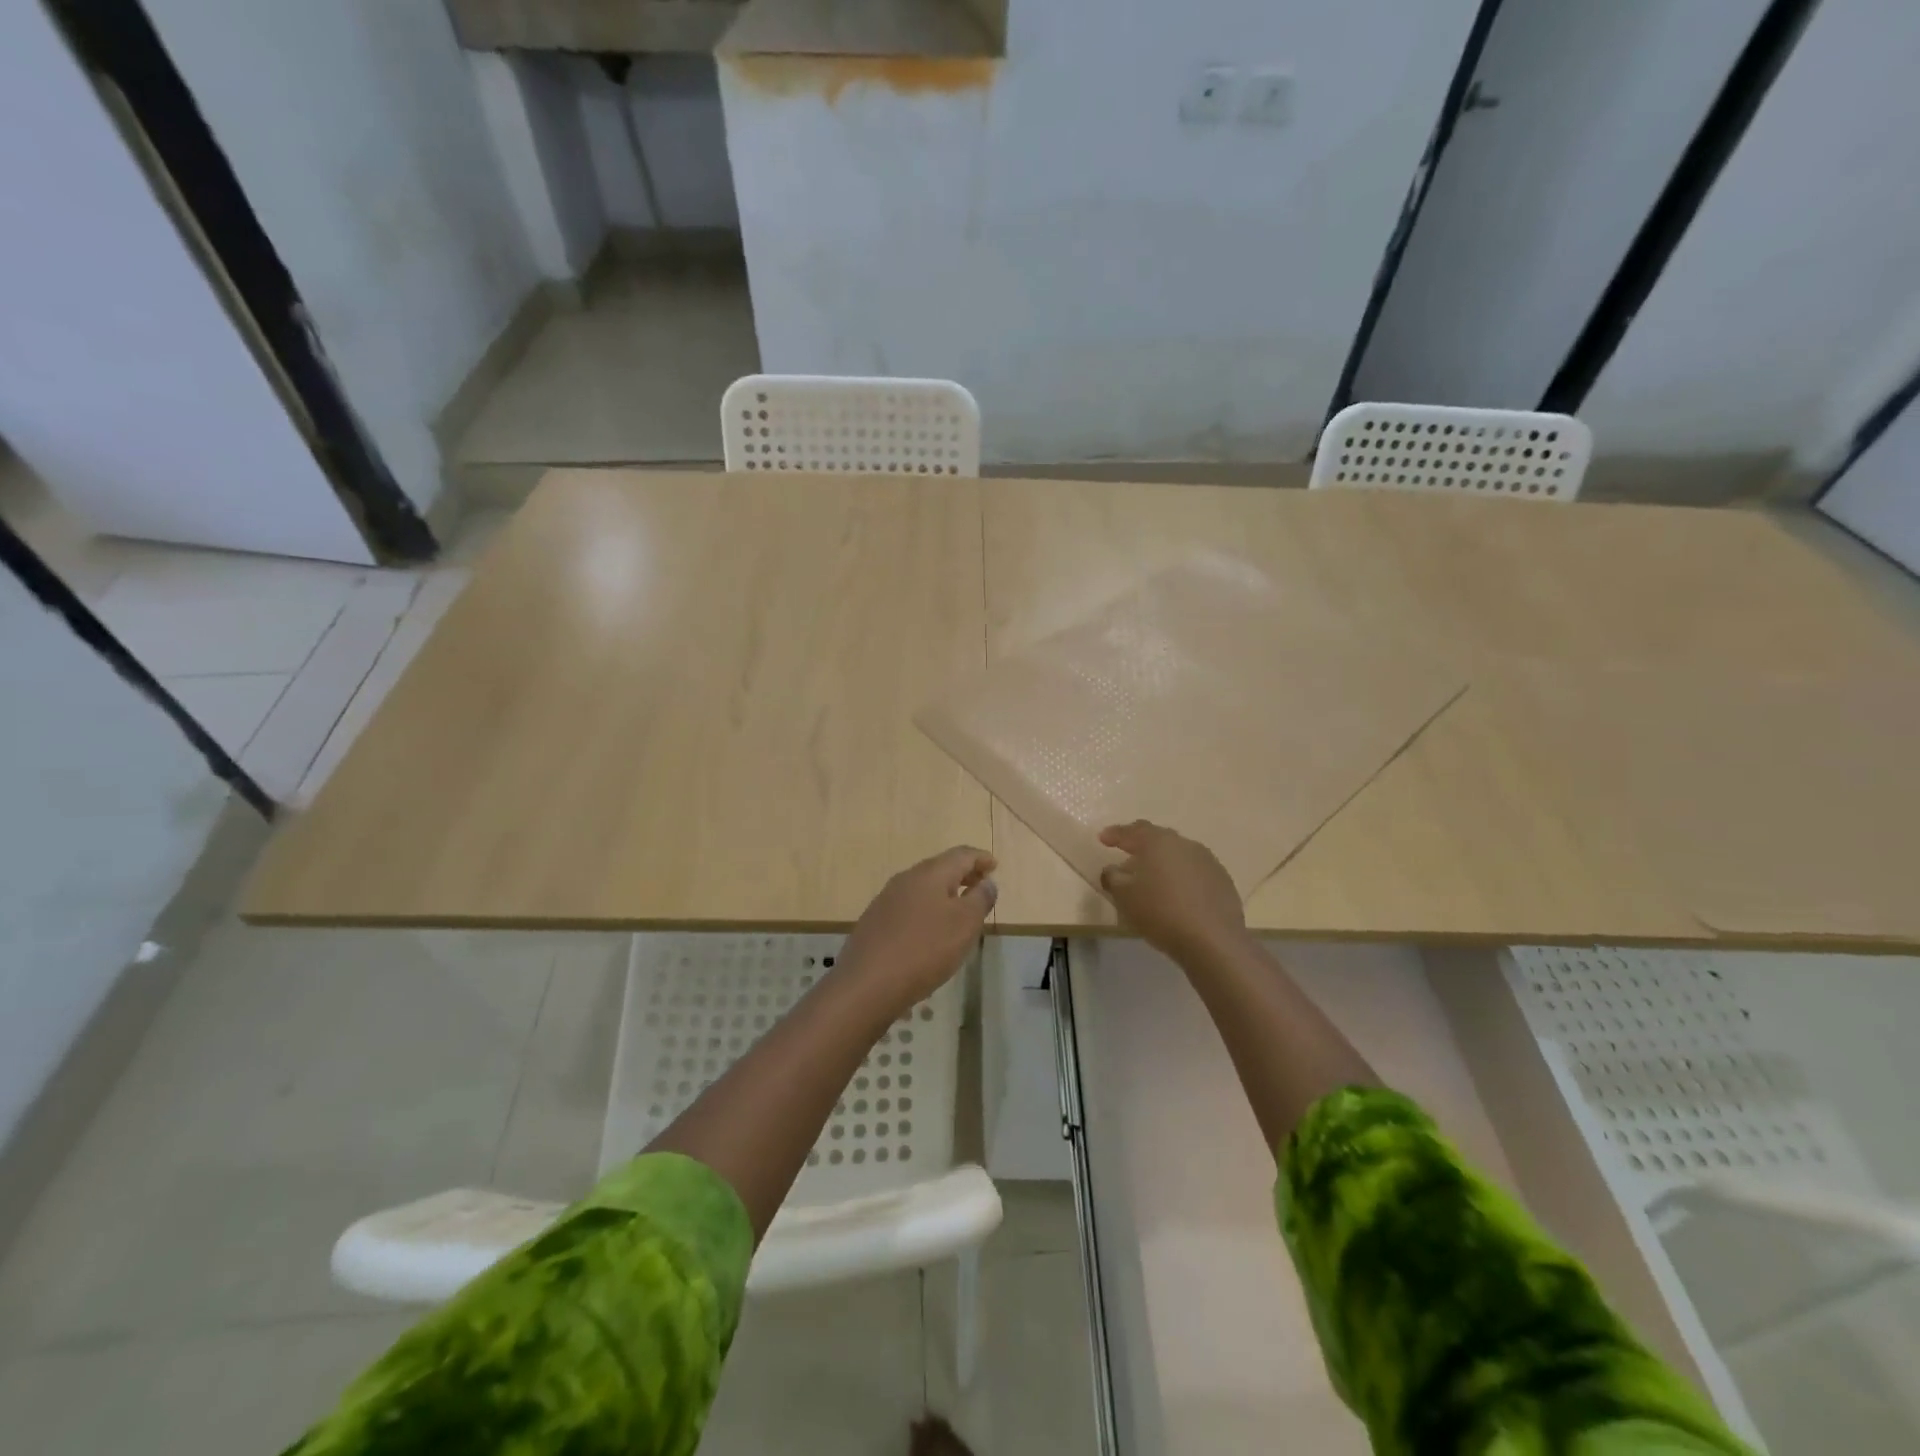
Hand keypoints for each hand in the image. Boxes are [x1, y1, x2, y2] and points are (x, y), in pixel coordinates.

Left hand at [838, 846, 997, 1008]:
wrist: (867, 983)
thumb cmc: (925, 949)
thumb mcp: (965, 924)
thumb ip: (980, 898)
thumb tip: (987, 881)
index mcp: (930, 873)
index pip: (961, 854)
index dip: (981, 858)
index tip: (995, 866)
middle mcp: (906, 878)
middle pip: (941, 867)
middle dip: (964, 873)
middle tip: (982, 884)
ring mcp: (887, 899)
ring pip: (923, 886)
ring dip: (945, 891)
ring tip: (960, 908)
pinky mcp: (876, 921)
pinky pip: (909, 905)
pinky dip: (928, 907)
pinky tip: (931, 929)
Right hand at [1099, 821, 1247, 960]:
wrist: (1213, 940)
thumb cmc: (1161, 912)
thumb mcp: (1125, 897)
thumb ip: (1113, 878)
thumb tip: (1112, 870)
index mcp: (1158, 842)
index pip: (1132, 831)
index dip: (1115, 834)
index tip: (1103, 838)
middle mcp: (1184, 844)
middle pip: (1158, 838)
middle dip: (1141, 845)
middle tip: (1127, 854)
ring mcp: (1207, 861)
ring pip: (1178, 855)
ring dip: (1163, 862)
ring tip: (1152, 878)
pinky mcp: (1222, 880)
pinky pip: (1195, 872)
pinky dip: (1181, 877)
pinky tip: (1177, 894)